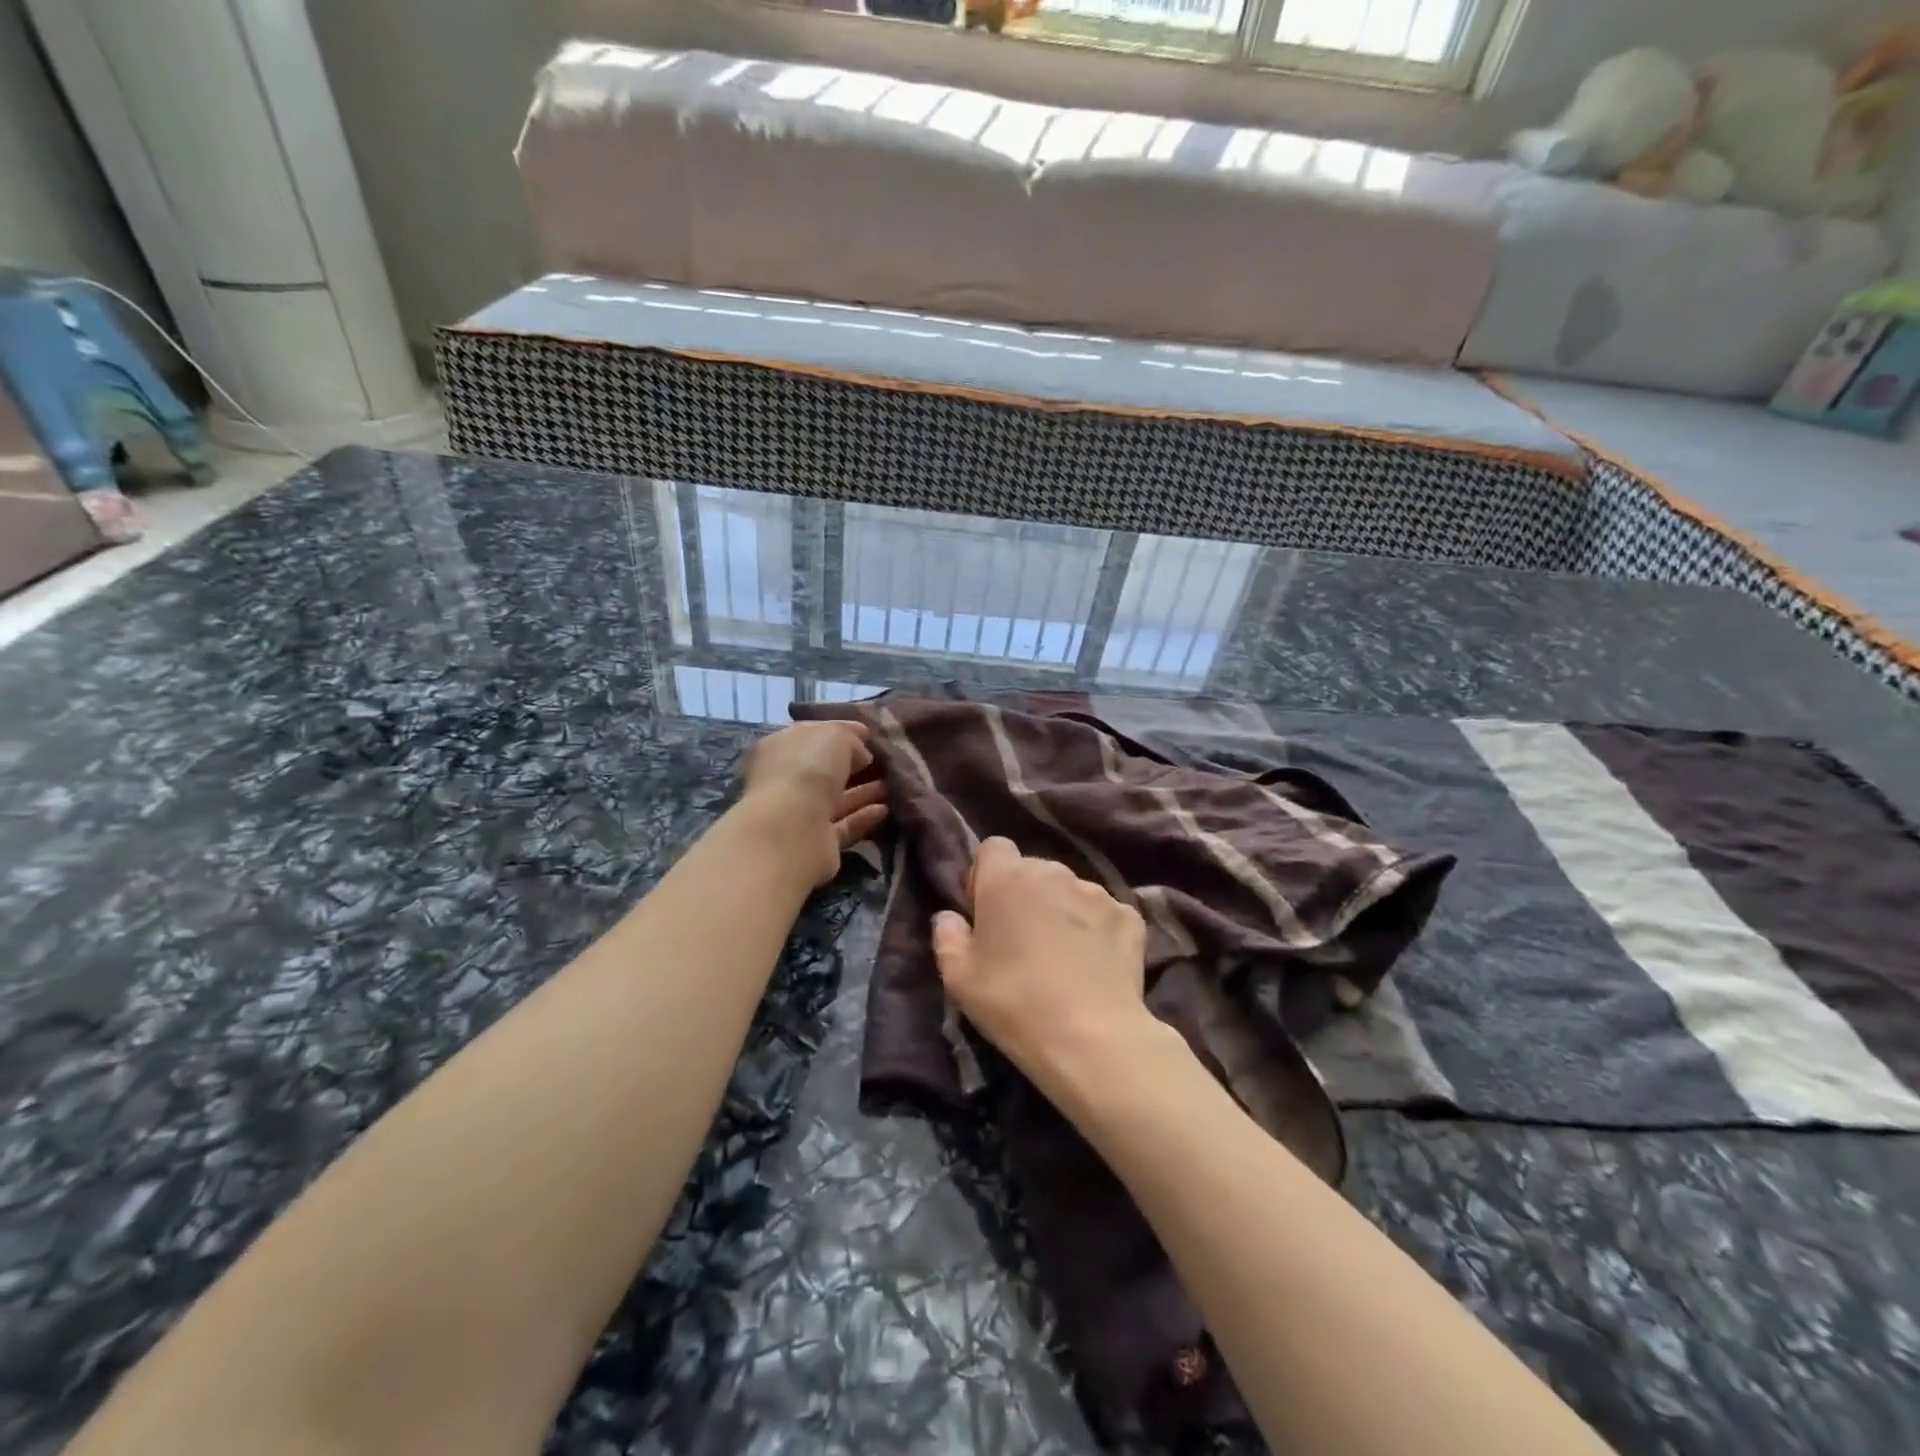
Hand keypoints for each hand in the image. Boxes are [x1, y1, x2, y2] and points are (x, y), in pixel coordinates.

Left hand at [741, 721, 888, 886]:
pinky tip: (885, 810)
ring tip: (893, 785)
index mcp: (781, 748)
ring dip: (863, 792)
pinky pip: (844, 825)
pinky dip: (863, 817)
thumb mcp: (835, 736)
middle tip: (885, 763)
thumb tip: (861, 755)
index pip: (814, 736)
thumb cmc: (808, 768)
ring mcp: (799, 813)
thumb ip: (850, 739)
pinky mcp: (816, 841)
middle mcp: (785, 780)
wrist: (792, 828)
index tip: (870, 736)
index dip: (842, 733)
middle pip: (824, 770)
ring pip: (836, 799)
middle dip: (854, 766)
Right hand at [932, 837, 1150, 1090]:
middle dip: (1024, 895)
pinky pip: (1104, 913)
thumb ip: (947, 936)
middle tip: (1021, 940)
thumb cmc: (1014, 1003)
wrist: (1091, 1038)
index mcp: (1006, 878)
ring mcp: (1096, 892)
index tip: (985, 912)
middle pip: (1032, 869)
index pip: (993, 848)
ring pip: (1070, 890)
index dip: (986, 875)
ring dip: (1061, 910)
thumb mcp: (958, 979)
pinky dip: (1097, 930)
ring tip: (1062, 956)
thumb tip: (950, 917)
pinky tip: (1095, 964)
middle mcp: (1052, 872)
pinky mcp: (1129, 916)